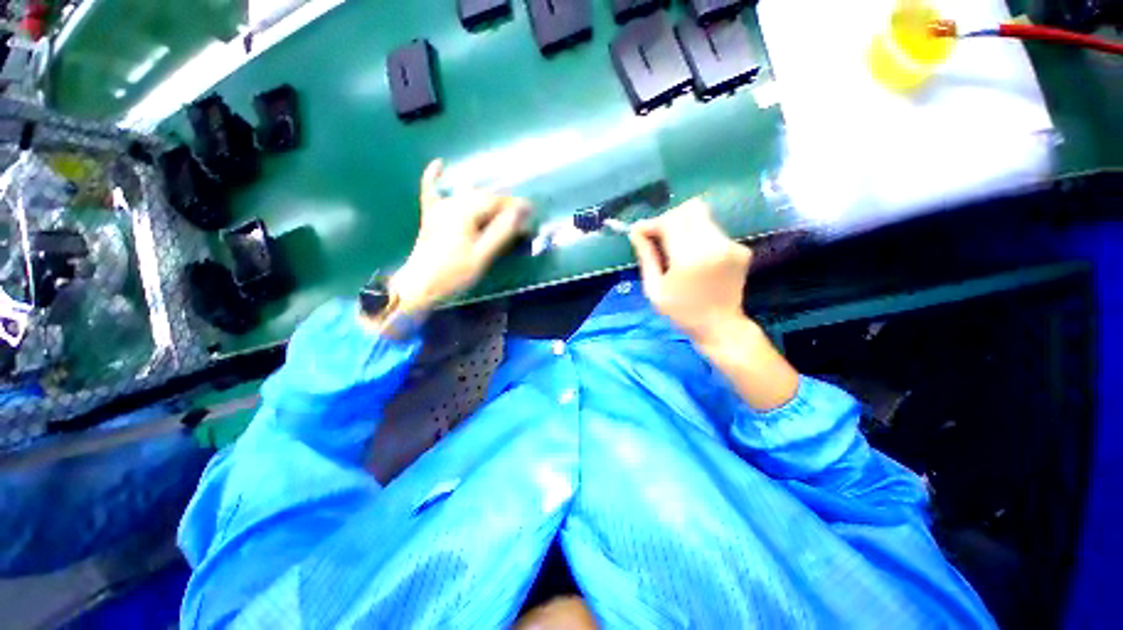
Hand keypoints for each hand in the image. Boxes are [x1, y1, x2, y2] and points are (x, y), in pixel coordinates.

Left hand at [390, 160, 530, 312]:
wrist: (420, 285)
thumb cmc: (454, 273)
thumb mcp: (482, 255)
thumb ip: (501, 232)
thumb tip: (519, 214)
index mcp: (465, 212)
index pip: (495, 202)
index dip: (515, 205)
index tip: (531, 210)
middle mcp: (451, 204)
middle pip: (483, 196)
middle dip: (504, 203)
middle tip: (521, 215)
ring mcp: (438, 208)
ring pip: (466, 194)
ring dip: (485, 196)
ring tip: (502, 206)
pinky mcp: (430, 216)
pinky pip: (430, 191)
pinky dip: (433, 177)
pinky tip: (438, 164)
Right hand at [629, 198, 752, 344]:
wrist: (720, 326)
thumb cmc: (681, 312)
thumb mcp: (654, 289)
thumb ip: (646, 257)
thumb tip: (635, 232)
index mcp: (689, 258)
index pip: (670, 221)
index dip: (653, 223)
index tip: (640, 232)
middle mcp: (714, 245)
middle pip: (691, 209)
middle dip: (670, 219)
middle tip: (659, 237)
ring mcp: (731, 245)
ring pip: (703, 218)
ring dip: (685, 228)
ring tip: (675, 250)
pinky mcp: (741, 249)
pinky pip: (714, 231)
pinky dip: (699, 238)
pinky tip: (694, 258)